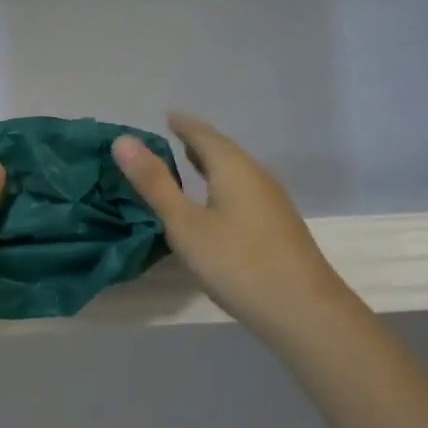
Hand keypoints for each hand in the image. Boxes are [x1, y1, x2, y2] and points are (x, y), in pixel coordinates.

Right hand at [113, 113, 350, 349]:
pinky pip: (243, 191)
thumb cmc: (238, 263)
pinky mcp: (277, 225)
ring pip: (236, 172)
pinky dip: (222, 185)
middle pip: (223, 150)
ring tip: (188, 165)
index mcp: (233, 168)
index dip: (182, 124)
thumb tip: (123, 140)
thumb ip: (154, 183)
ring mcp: (272, 202)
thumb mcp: (185, 225)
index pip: (203, 134)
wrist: (304, 311)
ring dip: (211, 165)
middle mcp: (256, 176)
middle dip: (197, 142)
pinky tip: (215, 205)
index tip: (166, 116)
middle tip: (172, 137)